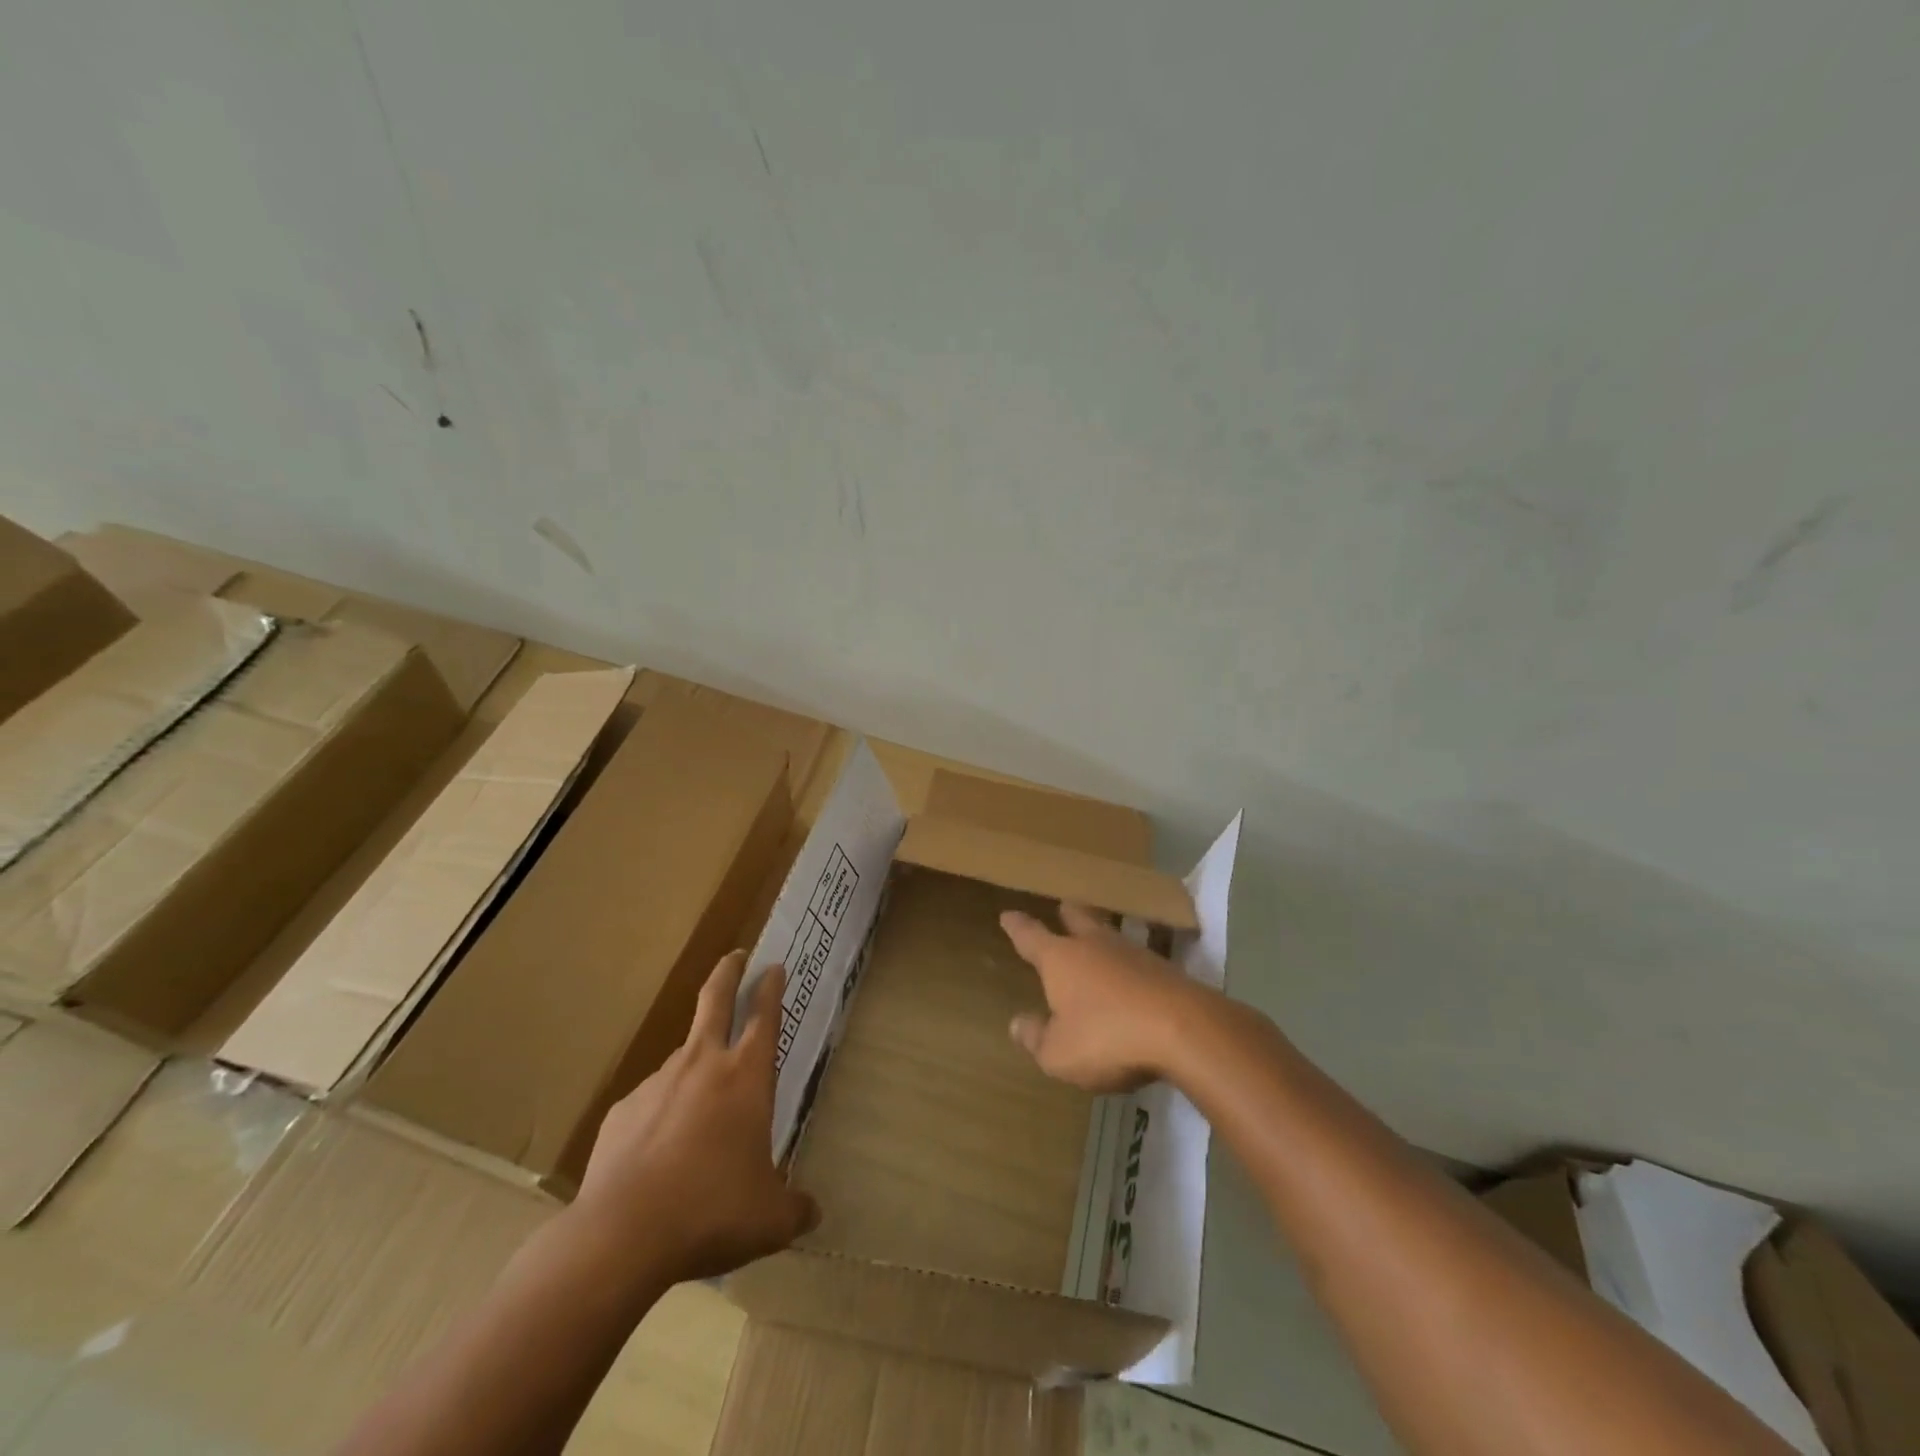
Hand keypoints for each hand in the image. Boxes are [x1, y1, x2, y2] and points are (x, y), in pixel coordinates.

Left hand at [576, 951, 817, 1283]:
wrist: (622, 1235)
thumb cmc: (712, 1210)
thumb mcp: (769, 1218)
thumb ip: (795, 1208)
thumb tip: (812, 1212)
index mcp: (746, 1076)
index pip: (764, 1015)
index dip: (770, 987)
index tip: (773, 966)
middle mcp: (703, 1064)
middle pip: (715, 999)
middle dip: (728, 971)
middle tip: (736, 955)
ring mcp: (658, 1083)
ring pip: (682, 1059)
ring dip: (695, 1067)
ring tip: (700, 1110)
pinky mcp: (622, 1111)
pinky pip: (650, 1104)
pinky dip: (661, 1116)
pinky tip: (659, 1155)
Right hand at [1000, 901, 1208, 1092]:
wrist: (1184, 1029)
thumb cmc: (1108, 1038)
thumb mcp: (1060, 1053)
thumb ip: (1037, 1038)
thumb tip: (1017, 1023)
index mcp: (1061, 959)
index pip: (1031, 937)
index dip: (1018, 927)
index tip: (1008, 915)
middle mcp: (1095, 946)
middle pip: (1078, 919)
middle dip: (1067, 914)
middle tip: (1063, 907)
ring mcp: (1134, 953)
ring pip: (1110, 934)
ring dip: (1101, 934)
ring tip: (1098, 936)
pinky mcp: (1166, 969)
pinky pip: (1138, 959)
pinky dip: (1129, 964)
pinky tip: (1133, 974)